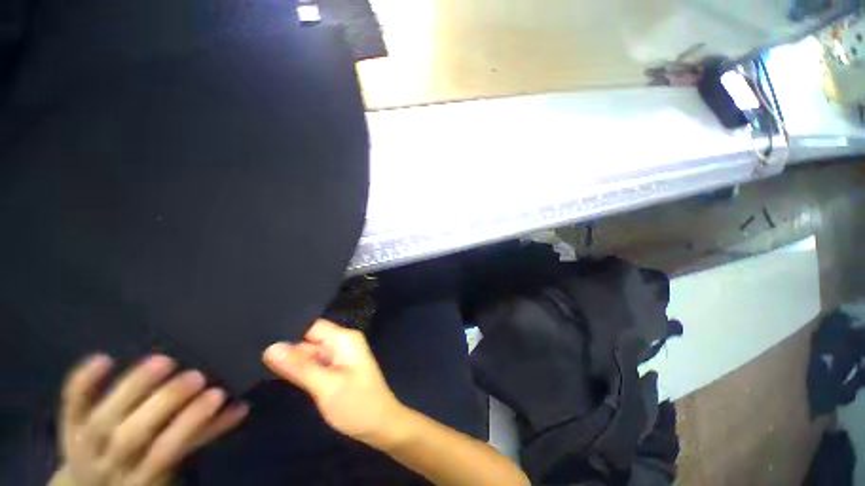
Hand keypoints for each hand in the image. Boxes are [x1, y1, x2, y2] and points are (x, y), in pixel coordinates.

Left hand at [52, 354, 247, 485]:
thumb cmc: (142, 475)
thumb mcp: (172, 470)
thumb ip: (202, 438)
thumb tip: (240, 406)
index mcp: (139, 479)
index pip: (164, 452)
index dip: (189, 424)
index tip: (218, 394)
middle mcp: (108, 465)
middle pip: (132, 435)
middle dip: (164, 403)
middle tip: (195, 376)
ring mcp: (82, 445)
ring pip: (102, 417)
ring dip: (132, 389)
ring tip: (165, 362)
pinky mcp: (67, 426)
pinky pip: (70, 404)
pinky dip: (83, 382)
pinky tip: (104, 358)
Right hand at [263, 319, 404, 446]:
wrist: (380, 426)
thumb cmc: (358, 404)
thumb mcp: (327, 386)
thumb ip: (300, 367)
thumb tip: (271, 347)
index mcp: (344, 339)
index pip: (312, 325)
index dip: (288, 328)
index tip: (258, 331)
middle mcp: (341, 343)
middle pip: (308, 338)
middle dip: (284, 344)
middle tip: (249, 348)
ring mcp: (337, 357)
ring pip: (308, 352)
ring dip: (289, 358)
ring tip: (253, 356)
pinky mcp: (334, 371)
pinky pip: (312, 364)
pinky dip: (297, 368)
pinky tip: (273, 369)